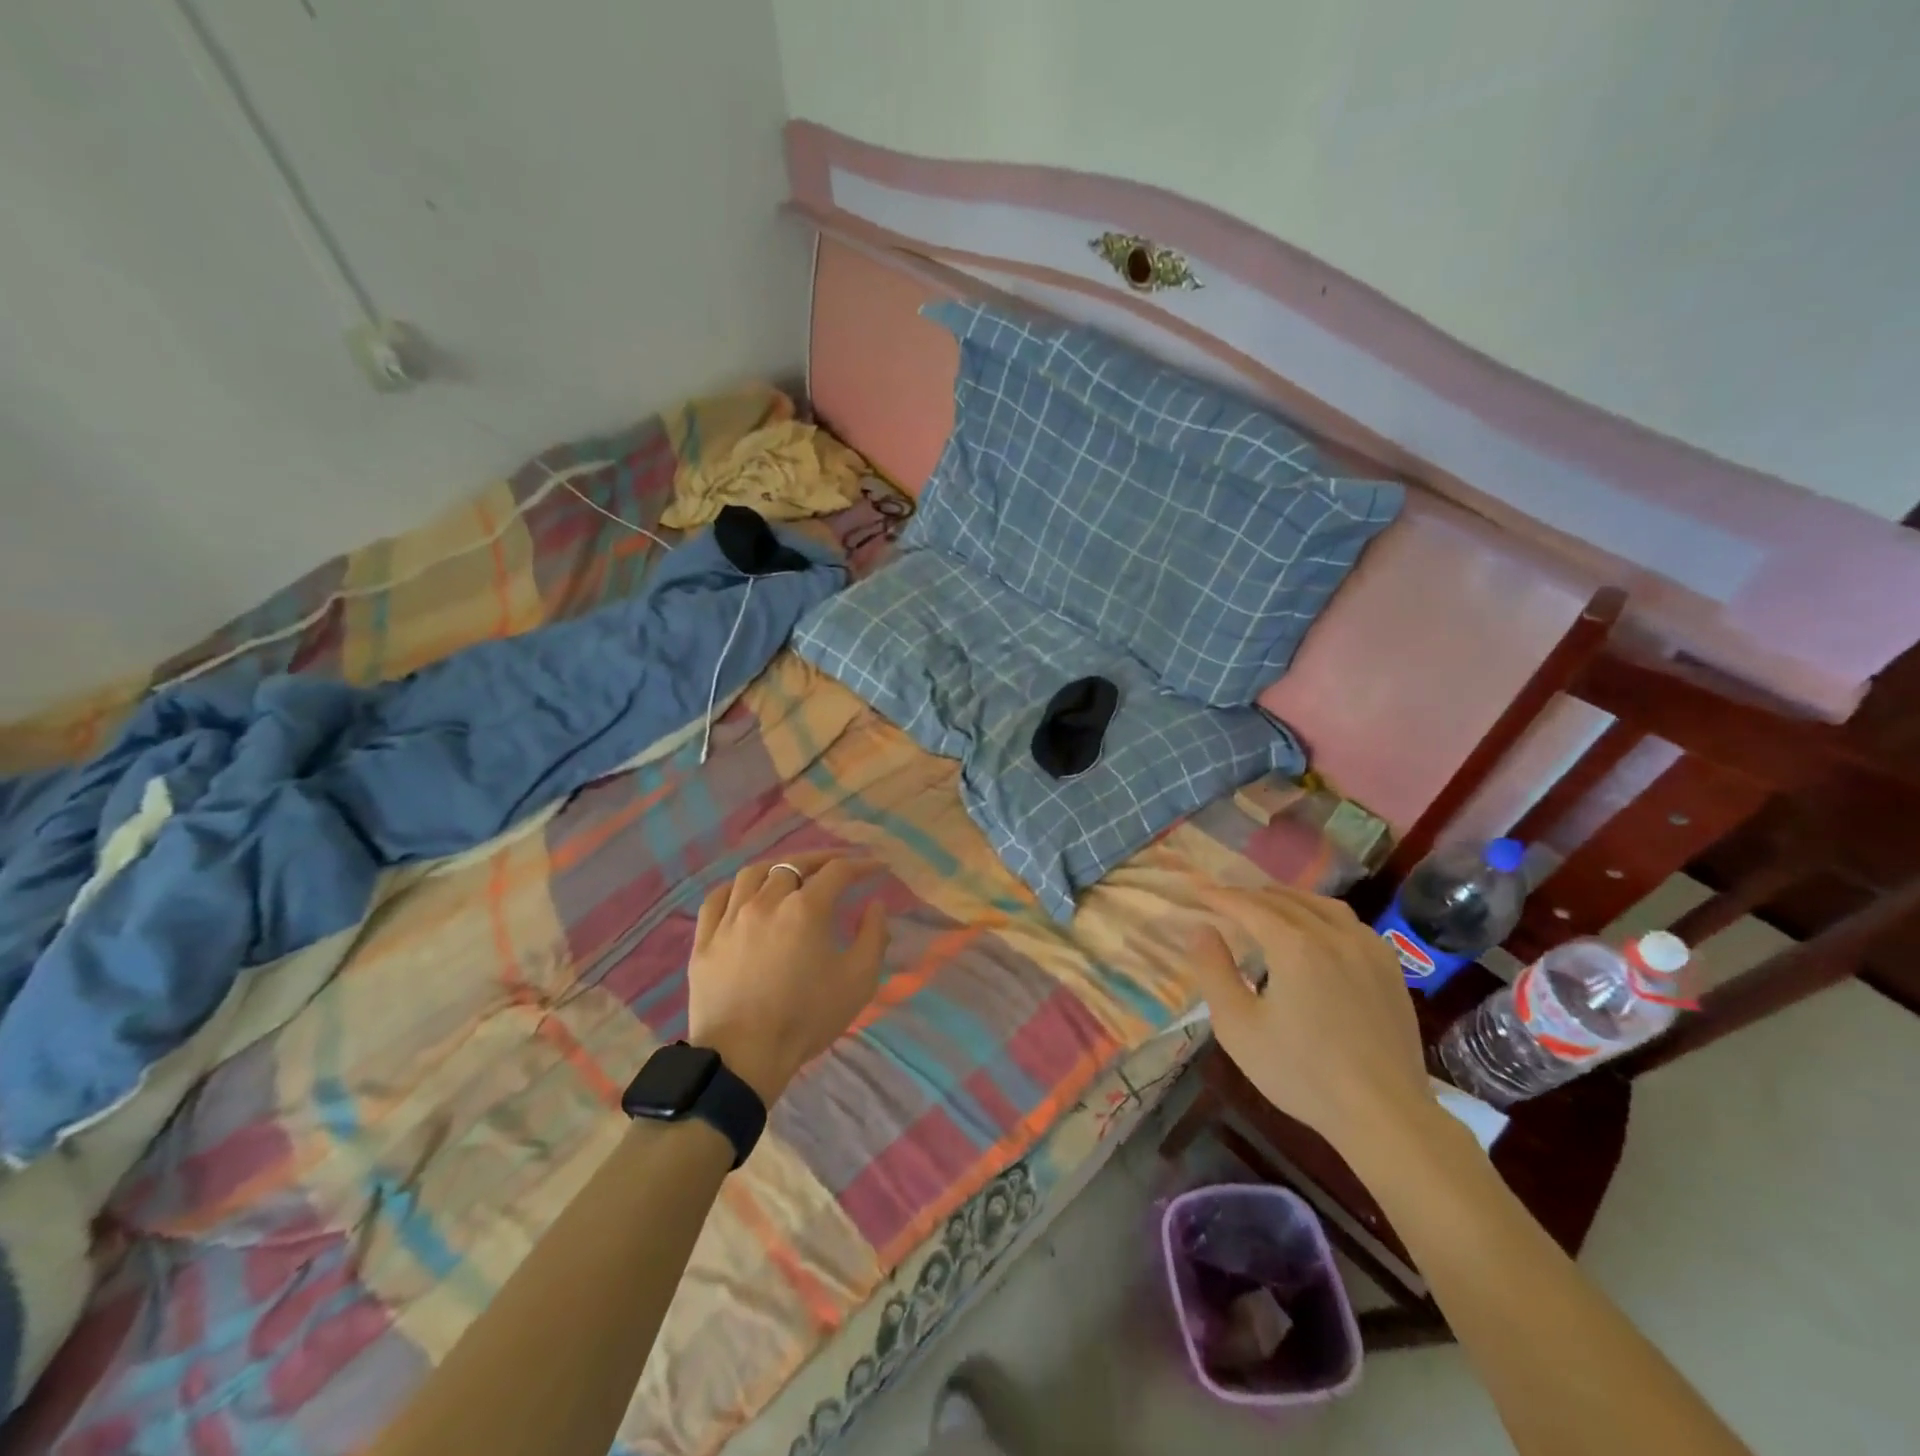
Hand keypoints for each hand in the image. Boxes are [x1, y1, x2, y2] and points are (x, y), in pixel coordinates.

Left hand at [686, 852, 889, 1103]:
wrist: (743, 1057)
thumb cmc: (807, 1018)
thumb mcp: (858, 981)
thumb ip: (873, 936)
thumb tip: (875, 905)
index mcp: (805, 909)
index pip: (837, 871)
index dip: (860, 865)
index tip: (876, 868)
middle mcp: (766, 902)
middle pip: (793, 865)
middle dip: (820, 860)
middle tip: (837, 864)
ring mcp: (730, 918)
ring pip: (752, 874)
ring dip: (777, 868)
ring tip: (790, 874)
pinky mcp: (705, 940)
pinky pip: (717, 899)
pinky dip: (735, 888)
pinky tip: (744, 894)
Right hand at [1187, 883, 1436, 1158]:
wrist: (1384, 1114)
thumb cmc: (1301, 1072)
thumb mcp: (1238, 1026)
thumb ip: (1214, 970)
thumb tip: (1200, 928)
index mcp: (1294, 945)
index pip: (1248, 906)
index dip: (1219, 897)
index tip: (1197, 891)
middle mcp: (1332, 934)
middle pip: (1284, 901)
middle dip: (1250, 896)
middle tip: (1224, 899)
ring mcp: (1367, 949)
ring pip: (1321, 905)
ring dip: (1288, 899)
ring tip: (1267, 904)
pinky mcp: (1390, 968)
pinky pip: (1350, 923)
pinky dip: (1322, 914)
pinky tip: (1317, 929)